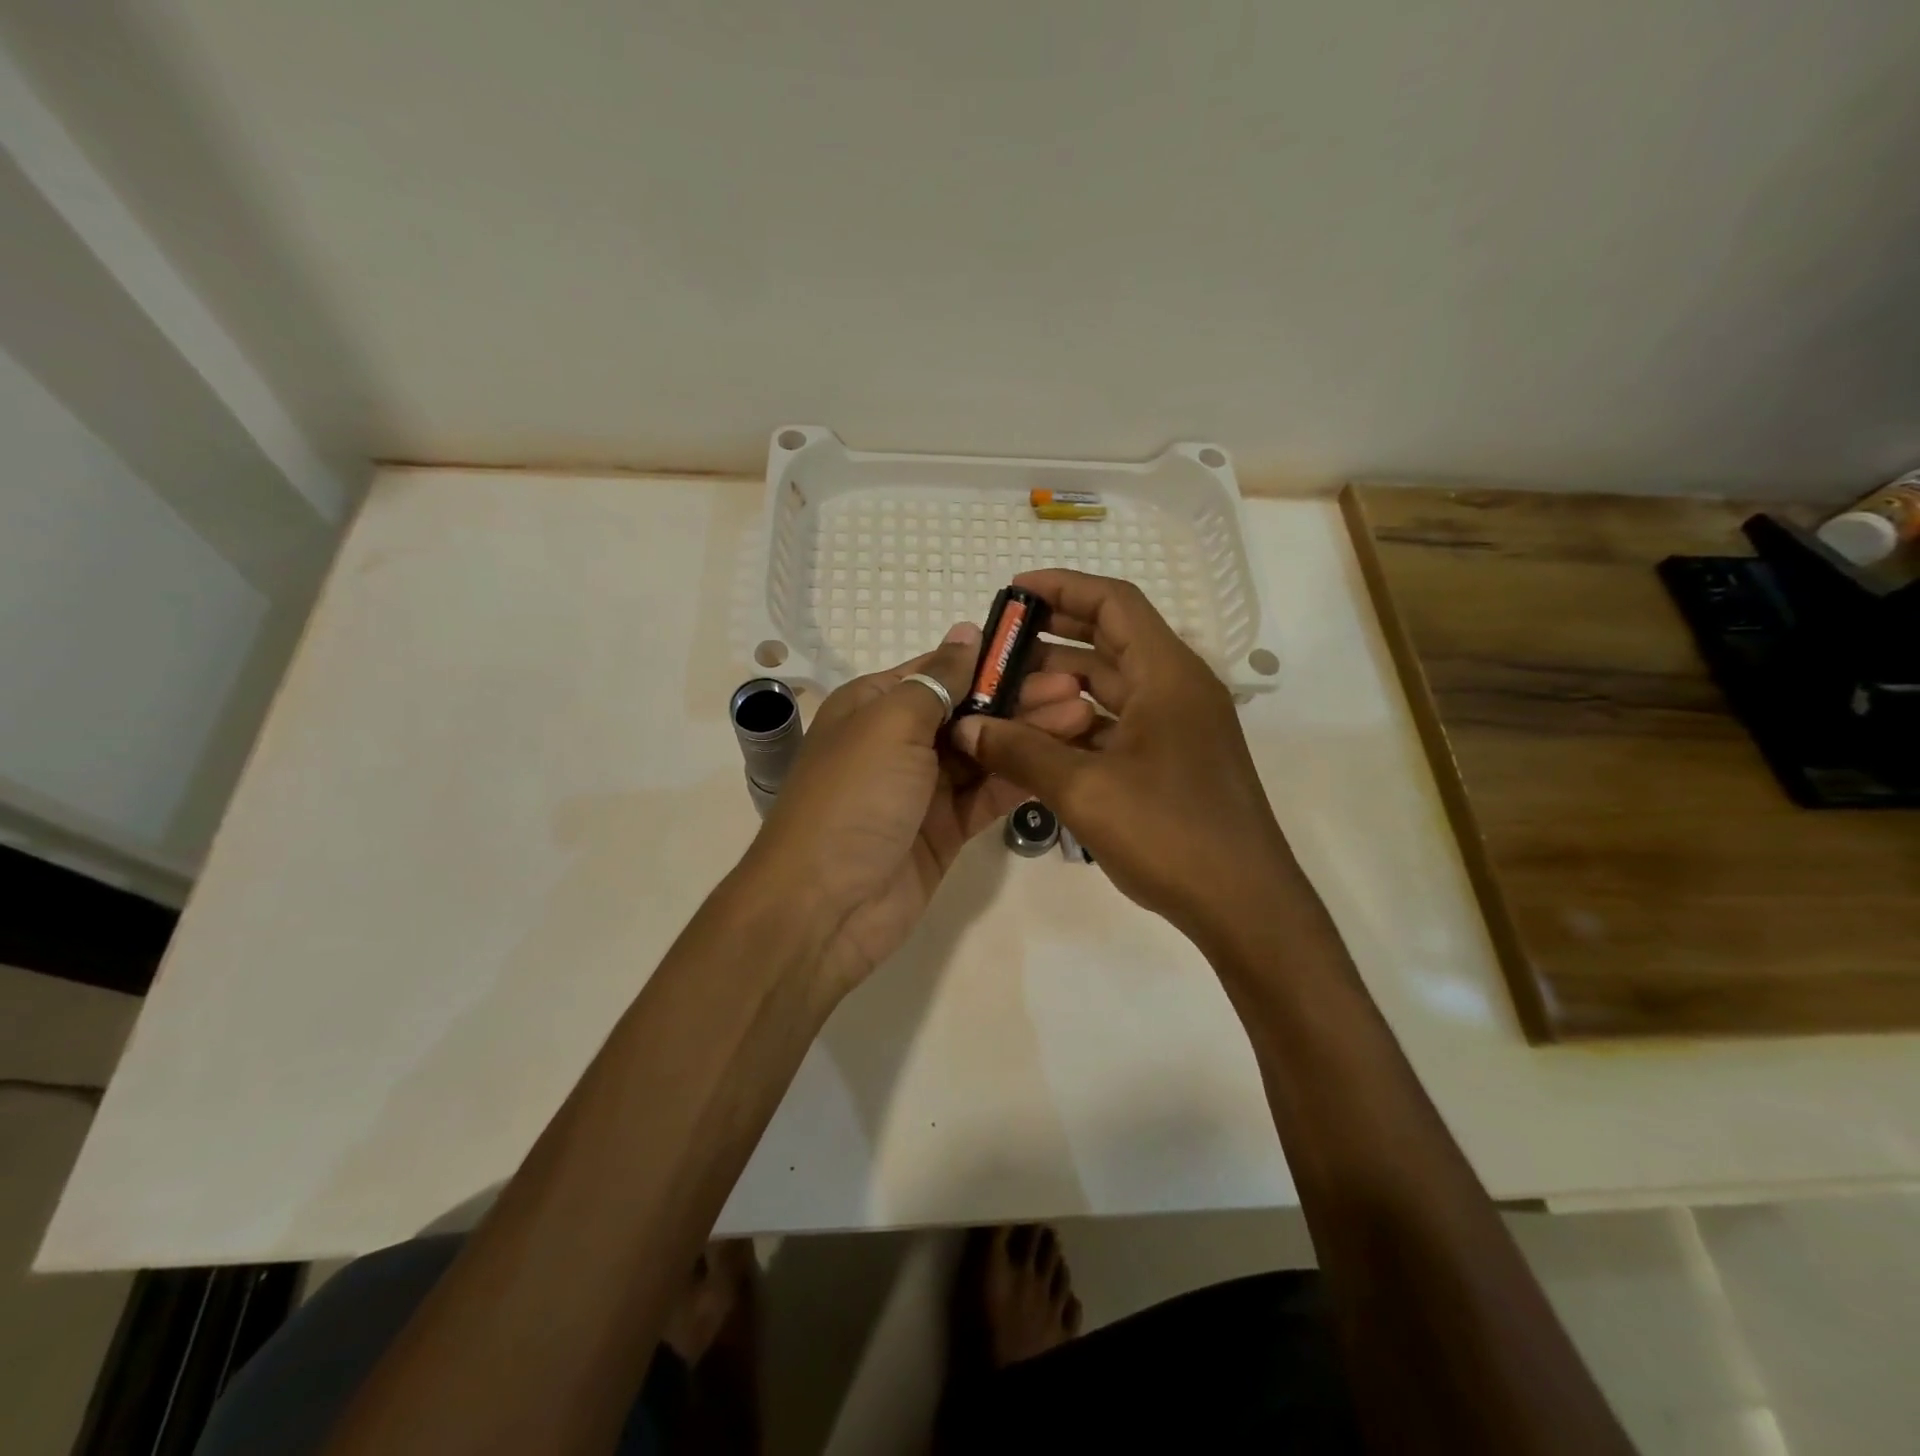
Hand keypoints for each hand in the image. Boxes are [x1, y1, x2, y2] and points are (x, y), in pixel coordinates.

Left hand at [744, 622, 1093, 995]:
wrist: (825, 906)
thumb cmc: (853, 797)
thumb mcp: (889, 723)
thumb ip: (936, 679)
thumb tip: (965, 632)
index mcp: (875, 705)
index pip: (940, 670)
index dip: (990, 659)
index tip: (1043, 649)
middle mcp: (899, 741)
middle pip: (968, 709)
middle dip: (1019, 696)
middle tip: (1077, 686)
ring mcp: (924, 788)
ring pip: (985, 751)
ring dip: (1028, 733)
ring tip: (1083, 715)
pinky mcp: (946, 828)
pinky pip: (988, 793)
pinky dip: (1021, 775)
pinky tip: (1062, 758)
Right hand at [950, 571, 1299, 945]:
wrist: (1243, 904)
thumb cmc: (1169, 832)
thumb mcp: (1084, 789)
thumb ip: (1020, 751)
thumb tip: (967, 728)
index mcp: (1168, 674)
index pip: (1114, 603)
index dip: (1063, 587)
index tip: (1013, 593)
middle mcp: (1177, 689)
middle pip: (1111, 640)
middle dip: (1053, 638)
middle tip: (998, 647)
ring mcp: (1178, 727)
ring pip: (1113, 686)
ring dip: (1063, 685)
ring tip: (1006, 692)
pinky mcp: (1173, 761)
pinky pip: (1120, 724)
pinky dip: (1080, 724)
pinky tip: (1038, 738)